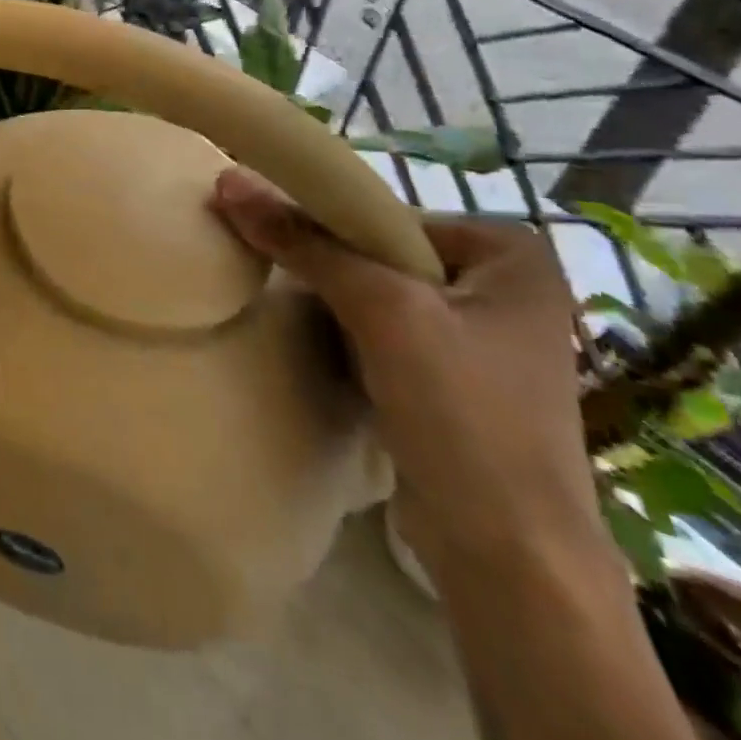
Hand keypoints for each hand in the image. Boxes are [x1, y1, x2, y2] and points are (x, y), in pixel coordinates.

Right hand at [212, 169, 606, 585]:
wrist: (510, 558)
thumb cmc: (463, 413)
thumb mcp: (380, 310)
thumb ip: (304, 242)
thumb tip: (229, 180)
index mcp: (511, 255)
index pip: (389, 216)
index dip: (328, 224)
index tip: (274, 238)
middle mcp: (505, 290)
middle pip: (384, 255)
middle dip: (331, 268)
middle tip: (278, 276)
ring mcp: (484, 342)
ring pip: (382, 297)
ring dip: (335, 304)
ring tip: (294, 311)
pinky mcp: (458, 386)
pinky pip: (388, 337)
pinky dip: (351, 338)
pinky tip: (323, 350)